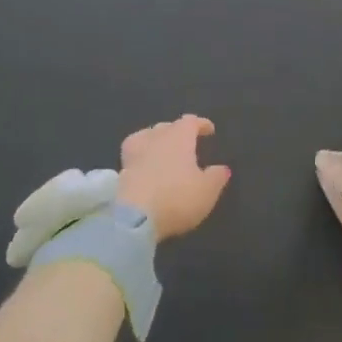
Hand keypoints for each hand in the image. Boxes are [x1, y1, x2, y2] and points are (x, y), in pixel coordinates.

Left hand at [117, 115, 230, 241]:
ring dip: (155, 141)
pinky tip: (145, 167)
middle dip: (177, 131)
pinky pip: (133, 157)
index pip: (190, 122)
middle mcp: (155, 139)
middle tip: (186, 142)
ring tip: (162, 150)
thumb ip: (216, 177)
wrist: (134, 219)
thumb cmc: (177, 198)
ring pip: (145, 137)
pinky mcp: (120, 173)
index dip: (200, 124)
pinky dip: (141, 158)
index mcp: (179, 137)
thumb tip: (222, 168)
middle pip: (166, 127)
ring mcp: (135, 154)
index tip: (209, 130)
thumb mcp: (207, 191)